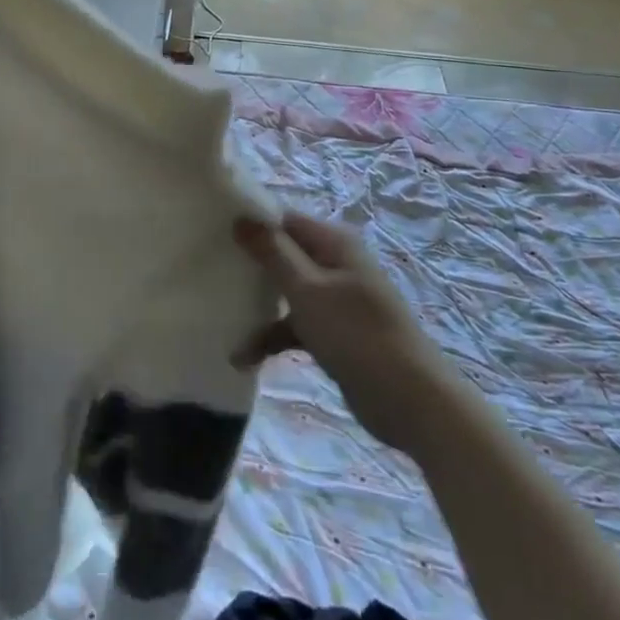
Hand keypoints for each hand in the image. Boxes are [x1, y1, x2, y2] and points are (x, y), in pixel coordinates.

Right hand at [232, 213, 442, 450]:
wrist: (412, 402)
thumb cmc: (356, 334)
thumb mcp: (307, 290)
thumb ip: (273, 252)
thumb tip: (241, 217)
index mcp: (334, 244)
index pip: (284, 220)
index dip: (251, 224)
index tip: (212, 233)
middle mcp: (336, 264)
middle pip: (284, 254)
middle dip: (250, 265)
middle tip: (207, 270)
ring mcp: (336, 300)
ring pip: (287, 292)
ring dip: (258, 306)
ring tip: (219, 315)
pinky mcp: (335, 334)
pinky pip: (296, 325)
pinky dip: (273, 337)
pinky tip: (244, 358)